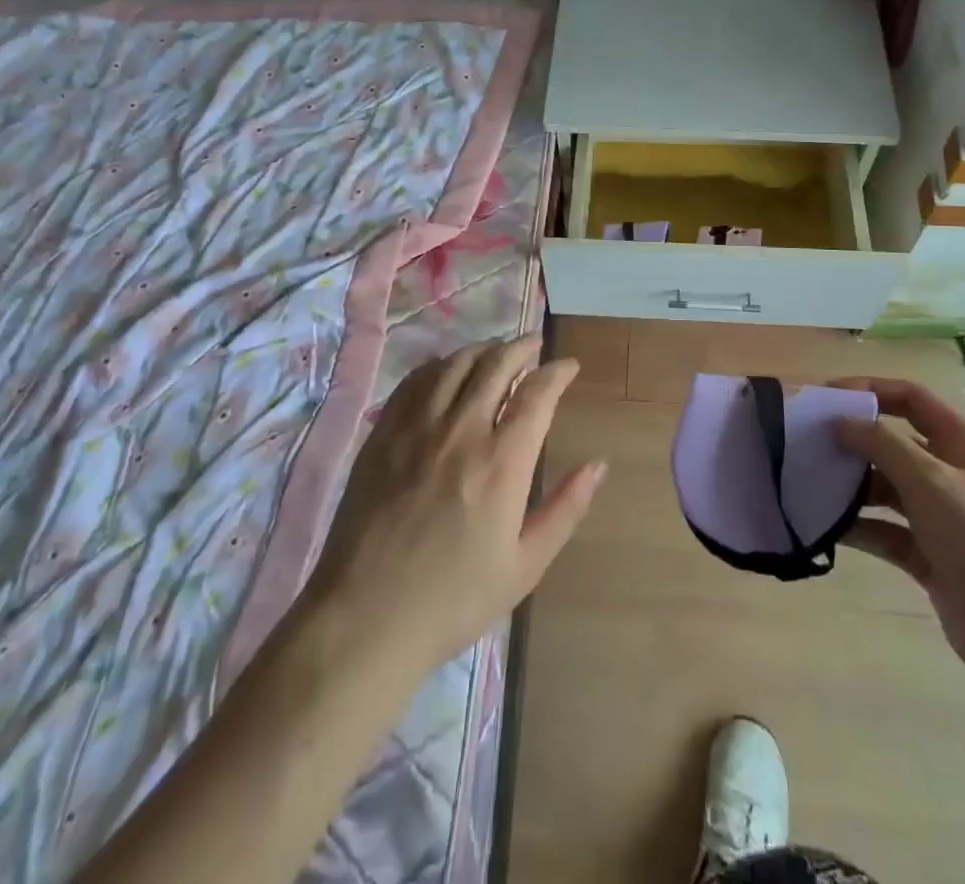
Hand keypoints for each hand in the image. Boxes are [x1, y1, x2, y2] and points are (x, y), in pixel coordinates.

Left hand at [298, 336, 605, 677]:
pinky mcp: (383, 434)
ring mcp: (416, 427)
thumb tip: (599, 465)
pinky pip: (415, 381)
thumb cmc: (454, 599)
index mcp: (501, 462)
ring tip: (496, 351)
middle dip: (522, 348)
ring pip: (455, 364)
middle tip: (536, 346)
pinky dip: (439, 365)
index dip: (558, 372)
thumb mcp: (525, 565)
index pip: (537, 393)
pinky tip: (447, 370)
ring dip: (482, 349)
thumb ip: (566, 508)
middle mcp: (461, 430)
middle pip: (496, 364)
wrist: (365, 619)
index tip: (569, 366)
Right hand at [831, 377, 964, 699]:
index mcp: (962, 442)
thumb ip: (881, 444)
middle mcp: (951, 472)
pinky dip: (859, 526)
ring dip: (851, 486)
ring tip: (808, 485)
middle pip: (892, 441)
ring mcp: (940, 515)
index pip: (909, 397)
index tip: (824, 397)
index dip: (868, 389)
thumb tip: (839, 420)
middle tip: (806, 442)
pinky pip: (885, 529)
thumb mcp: (931, 481)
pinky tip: (827, 528)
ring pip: (885, 487)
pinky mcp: (929, 554)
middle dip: (852, 440)